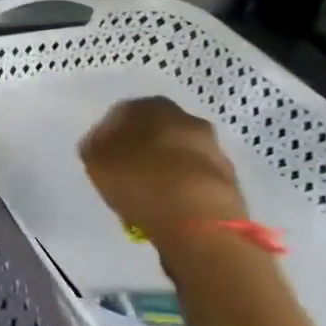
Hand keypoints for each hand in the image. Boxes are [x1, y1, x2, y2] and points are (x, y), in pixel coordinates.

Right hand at [79, 97, 247, 253]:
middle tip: (127, 173)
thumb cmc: (139, 180)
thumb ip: (95, 147)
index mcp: (150, 106)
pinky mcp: (230, 177)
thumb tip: (100, 145)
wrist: (198, 219)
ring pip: (178, 154)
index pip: (123, 113)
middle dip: (142, 148)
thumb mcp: (96, 161)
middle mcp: (185, 118)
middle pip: (156, 131)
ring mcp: (212, 147)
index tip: (102, 157)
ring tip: (150, 195)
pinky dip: (184, 187)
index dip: (109, 135)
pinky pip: (196, 177)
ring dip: (166, 168)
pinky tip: (172, 207)